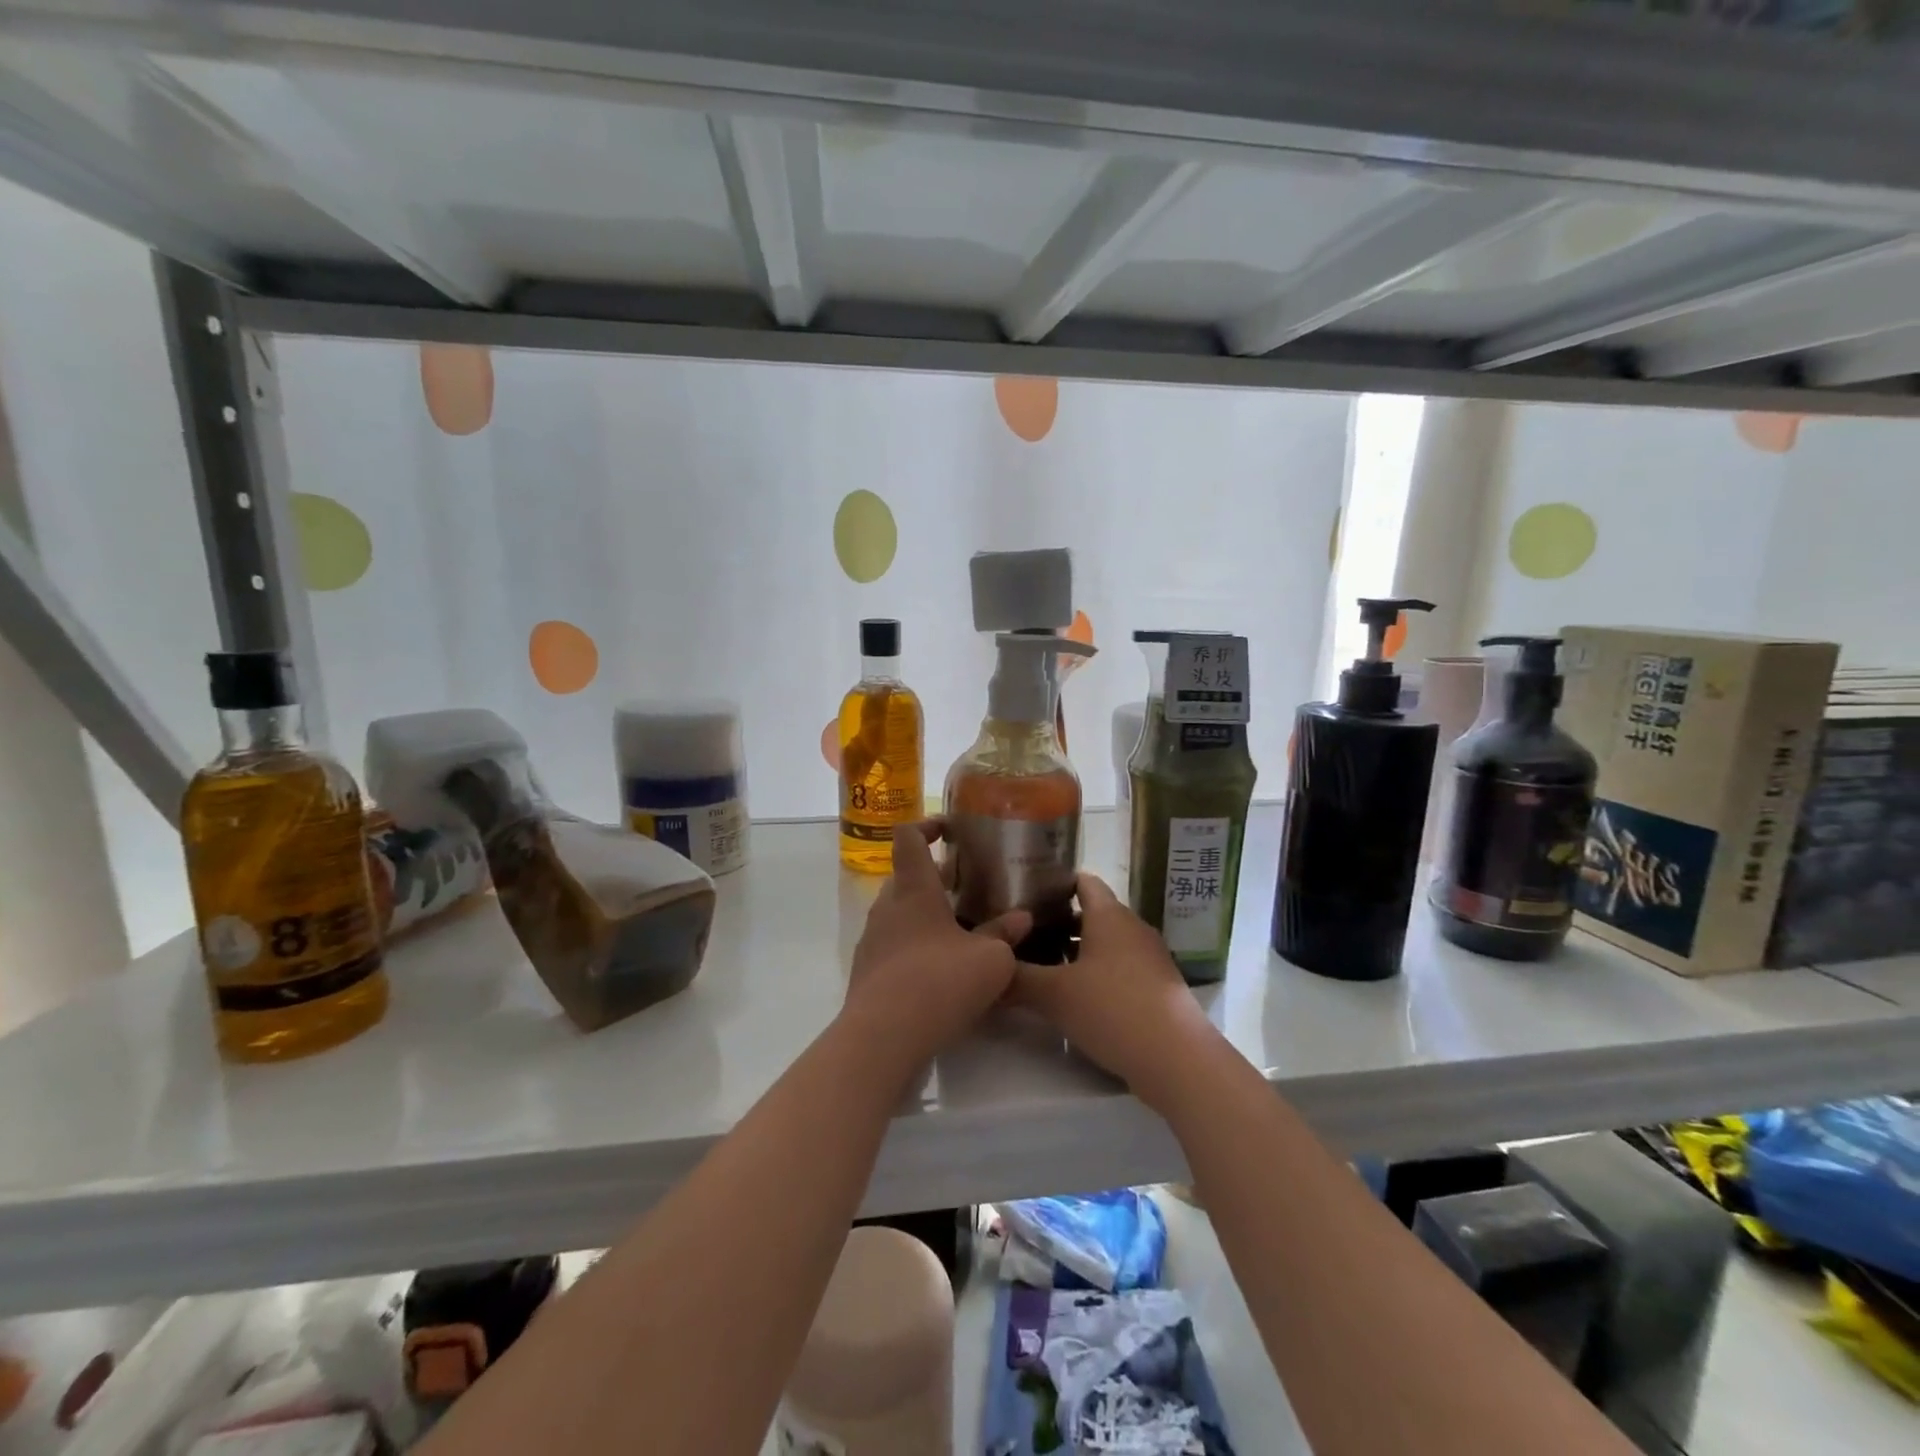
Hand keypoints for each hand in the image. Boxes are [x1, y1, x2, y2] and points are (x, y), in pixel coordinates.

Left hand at [842, 820, 1031, 1075]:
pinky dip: (913, 945)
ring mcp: (872, 941)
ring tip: (958, 929)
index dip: (927, 826)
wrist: (882, 1038)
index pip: (909, 838)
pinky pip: (892, 945)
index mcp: (913, 889)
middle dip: (933, 877)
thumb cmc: (939, 983)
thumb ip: (1005, 934)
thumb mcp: (990, 960)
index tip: (949, 830)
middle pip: (905, 877)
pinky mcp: (867, 973)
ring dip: (924, 913)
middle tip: (965, 887)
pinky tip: (938, 970)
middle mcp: (887, 907)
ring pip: (898, 913)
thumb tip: (1021, 918)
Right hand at [1013, 872, 1223, 1110]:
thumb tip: (988, 970)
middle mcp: (1132, 928)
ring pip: (1105, 944)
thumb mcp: (1054, 994)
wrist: (1178, 1060)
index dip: (1053, 884)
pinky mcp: (1157, 988)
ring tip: (1041, 968)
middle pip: (1091, 914)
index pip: (1082, 881)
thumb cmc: (1113, 1009)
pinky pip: (1119, 969)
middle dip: (1058, 924)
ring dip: (1076, 953)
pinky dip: (1096, 975)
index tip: (1023, 895)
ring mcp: (1149, 959)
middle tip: (1022, 936)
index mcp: (1109, 915)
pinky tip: (1074, 998)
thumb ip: (1017, 979)